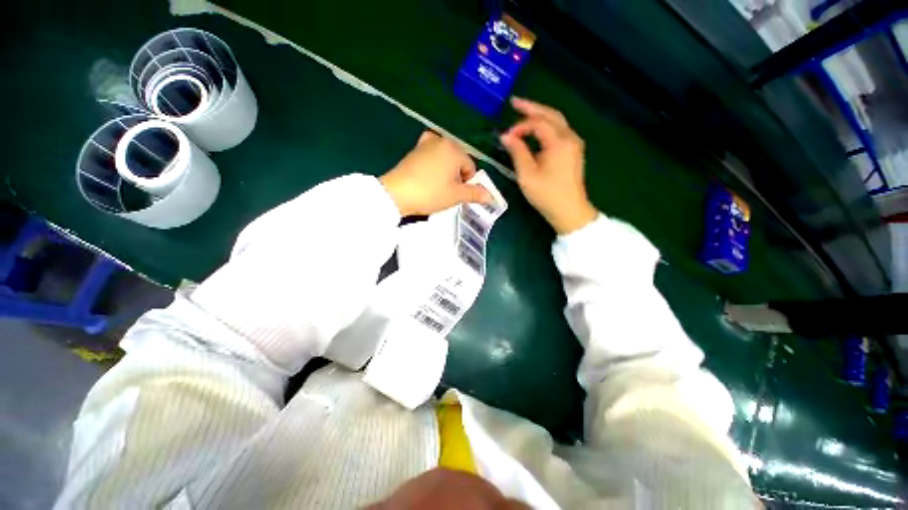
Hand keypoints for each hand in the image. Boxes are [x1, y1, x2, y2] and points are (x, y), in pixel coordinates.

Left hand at [381, 131, 492, 216]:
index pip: (470, 167)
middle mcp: (442, 140)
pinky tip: (427, 176)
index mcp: (455, 149)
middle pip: (458, 161)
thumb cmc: (431, 193)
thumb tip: (490, 196)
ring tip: (435, 186)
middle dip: (456, 176)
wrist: (396, 193)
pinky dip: (433, 165)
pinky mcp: (414, 149)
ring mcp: (426, 143)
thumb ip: (475, 194)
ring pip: (445, 159)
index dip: (467, 183)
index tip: (456, 194)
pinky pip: (431, 156)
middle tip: (446, 191)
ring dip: (445, 172)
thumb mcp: (456, 196)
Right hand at [500, 97, 596, 233]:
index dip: (520, 126)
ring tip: (523, 112)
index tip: (506, 137)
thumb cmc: (547, 195)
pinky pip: (559, 131)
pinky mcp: (573, 151)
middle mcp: (570, 138)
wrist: (569, 211)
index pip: (537, 123)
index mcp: (559, 142)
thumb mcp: (527, 175)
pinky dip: (546, 126)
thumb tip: (506, 136)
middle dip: (532, 108)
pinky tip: (536, 129)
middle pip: (551, 115)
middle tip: (515, 102)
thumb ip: (517, 152)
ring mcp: (574, 144)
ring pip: (557, 121)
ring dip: (540, 116)